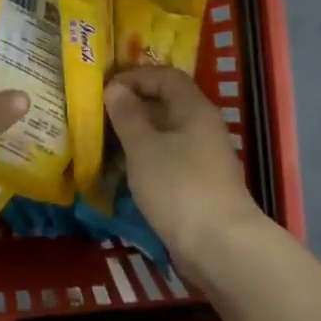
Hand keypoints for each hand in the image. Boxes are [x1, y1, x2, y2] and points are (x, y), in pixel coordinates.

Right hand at [104, 66, 267, 281]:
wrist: (220, 245)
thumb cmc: (179, 187)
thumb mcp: (144, 147)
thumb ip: (127, 115)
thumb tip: (114, 88)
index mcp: (194, 109)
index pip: (166, 76)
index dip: (135, 76)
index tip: (105, 87)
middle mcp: (202, 127)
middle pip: (167, 103)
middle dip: (133, 104)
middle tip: (100, 113)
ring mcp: (203, 157)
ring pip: (166, 133)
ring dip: (137, 133)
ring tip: (105, 140)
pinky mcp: (198, 184)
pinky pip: (168, 158)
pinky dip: (146, 157)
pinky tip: (125, 169)